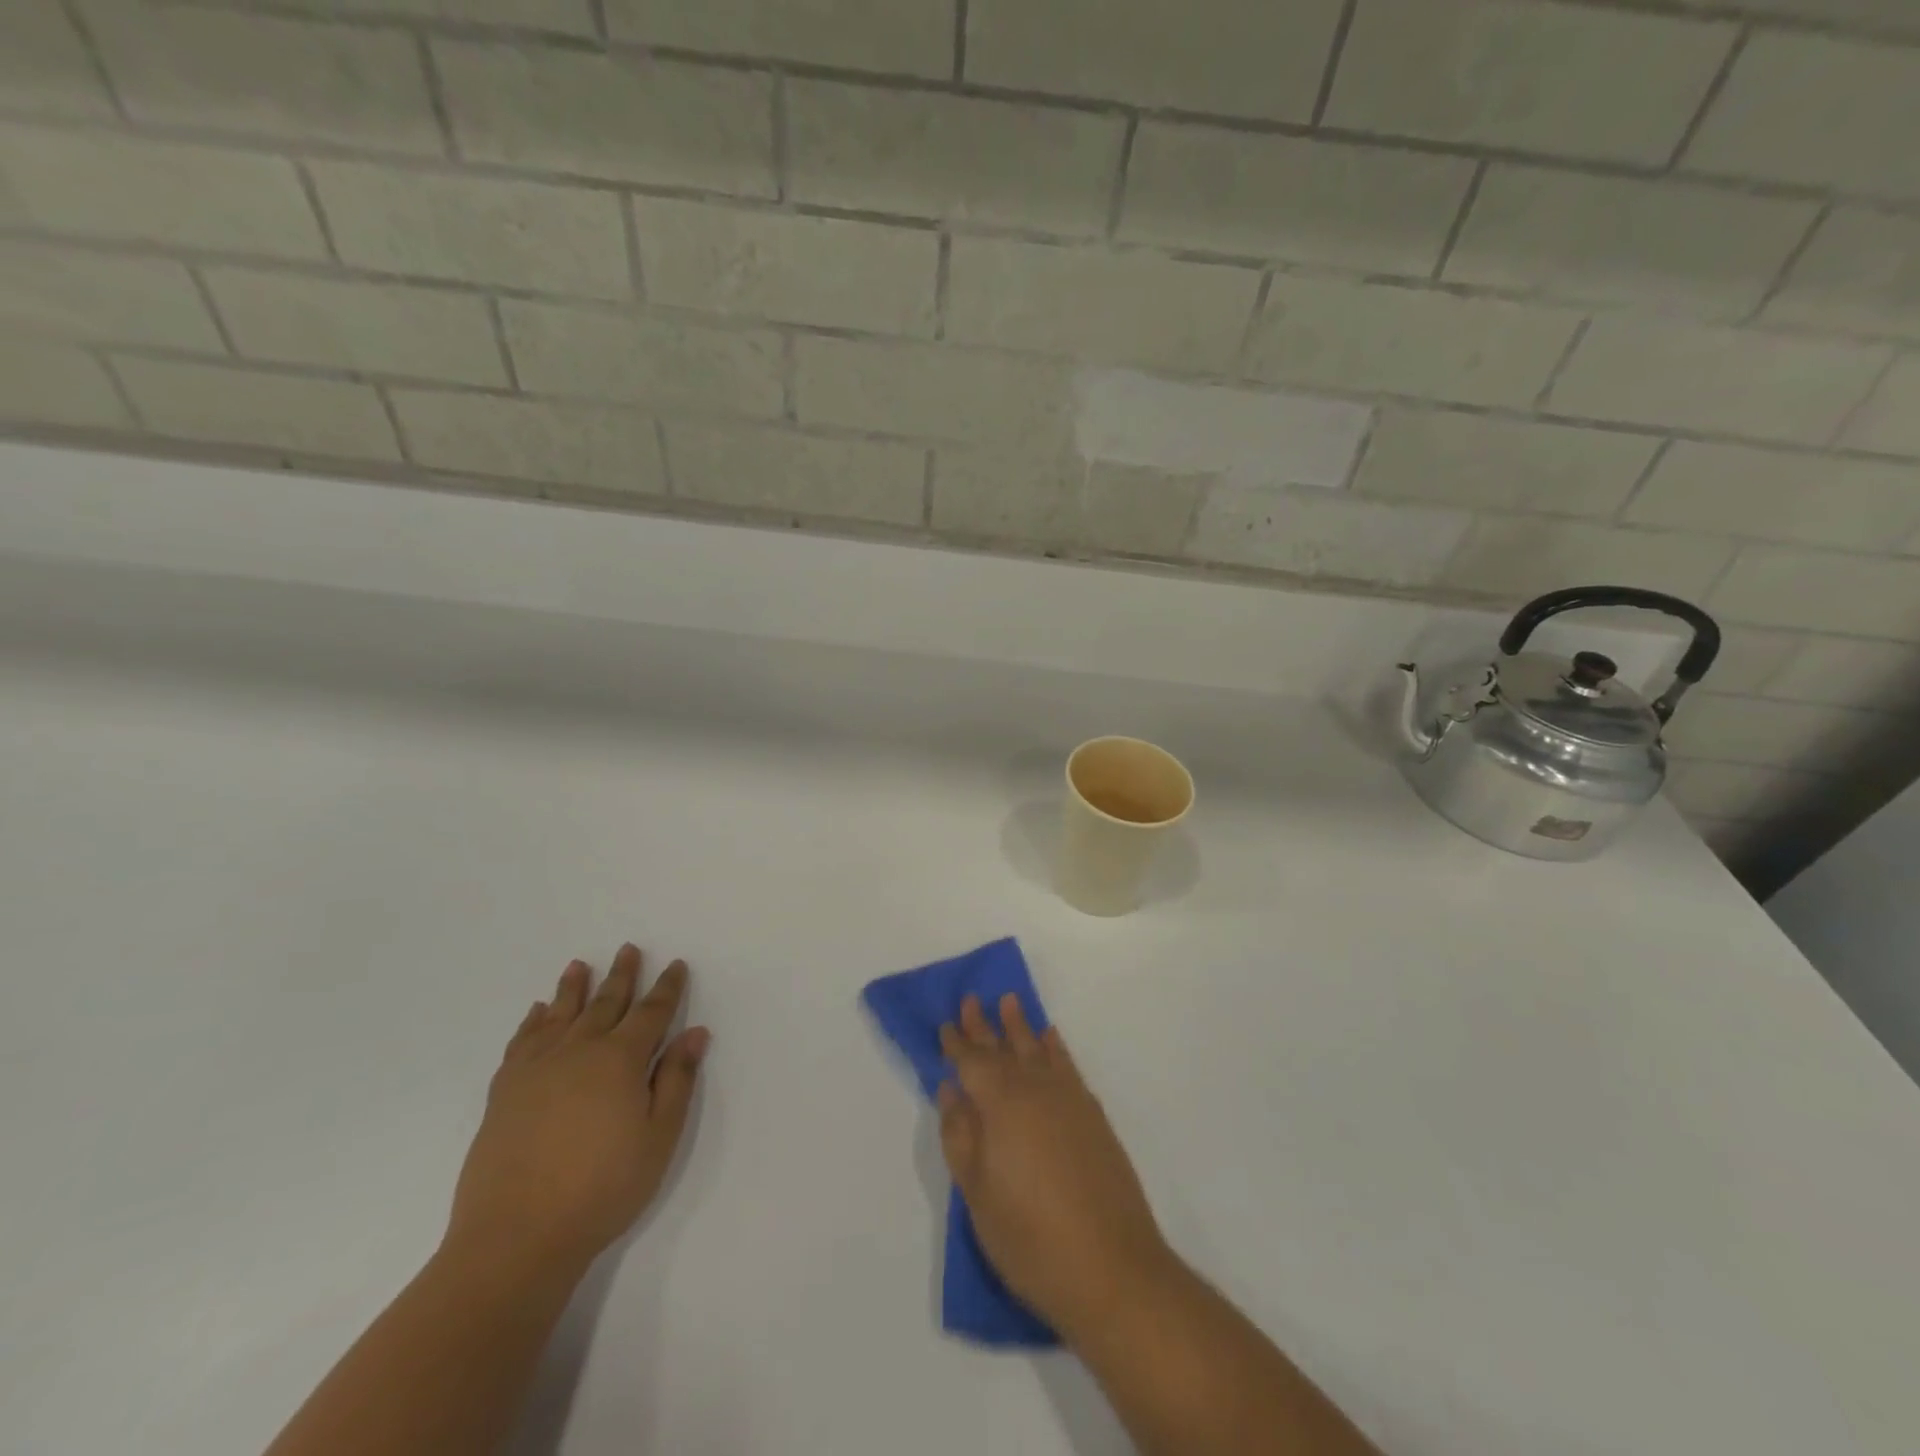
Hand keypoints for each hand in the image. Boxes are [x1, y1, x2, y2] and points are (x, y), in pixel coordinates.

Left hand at [443, 945, 709, 1285]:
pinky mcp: (504, 1092)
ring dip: (573, 988)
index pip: (651, 1012)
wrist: (516, 1237)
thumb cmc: (602, 1188)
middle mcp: (579, 1051)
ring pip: (560, 1015)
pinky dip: (532, 1022)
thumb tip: (695, 1033)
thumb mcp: (658, 1137)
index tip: (676, 965)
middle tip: (628, 948)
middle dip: (622, 975)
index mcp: (620, 1060)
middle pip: (606, 1003)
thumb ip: (677, 1080)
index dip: (667, 988)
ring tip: (579, 965)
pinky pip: (522, 1042)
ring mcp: (536, 1069)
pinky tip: (538, 1013)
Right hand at [937, 994, 1174, 1335]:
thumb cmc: (1031, 1238)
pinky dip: (1057, 1047)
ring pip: (1038, 1049)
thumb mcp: (978, 1194)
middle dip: (985, 1025)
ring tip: (1010, 1001)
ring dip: (1021, 1026)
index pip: (972, 1063)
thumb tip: (950, 1090)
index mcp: (1002, 1105)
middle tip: (972, 999)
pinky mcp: (1094, 1116)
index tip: (945, 1024)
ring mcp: (1070, 1101)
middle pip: (1004, 1049)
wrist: (1113, 1268)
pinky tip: (1051, 1039)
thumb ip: (961, 1135)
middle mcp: (1036, 1090)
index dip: (957, 1044)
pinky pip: (1068, 1065)